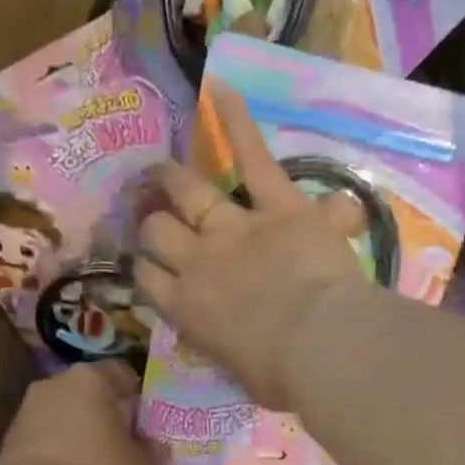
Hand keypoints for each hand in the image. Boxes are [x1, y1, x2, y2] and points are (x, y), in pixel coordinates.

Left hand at [0, 360, 148, 464]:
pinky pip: (43, 434)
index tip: (144, 417)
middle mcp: (56, 382)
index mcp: (92, 377)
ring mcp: (28, 407)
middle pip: (87, 389)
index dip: (135, 393)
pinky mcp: (10, 436)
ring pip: (62, 411)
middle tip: (120, 438)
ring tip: (93, 459)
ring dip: (77, 428)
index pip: (121, 372)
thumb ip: (150, 451)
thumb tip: (160, 448)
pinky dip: (56, 446)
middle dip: (103, 410)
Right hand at [135, 88, 367, 408]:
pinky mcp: (277, 206)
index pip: (149, 282)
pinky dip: (237, 122)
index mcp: (188, 311)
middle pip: (158, 231)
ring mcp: (234, 228)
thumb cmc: (280, 376)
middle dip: (153, 222)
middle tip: (153, 215)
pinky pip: (253, 157)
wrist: (317, 346)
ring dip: (172, 180)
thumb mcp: (241, 376)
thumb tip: (228, 347)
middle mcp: (198, 263)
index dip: (147, 270)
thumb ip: (227, 352)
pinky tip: (220, 87)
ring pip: (187, 191)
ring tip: (163, 171)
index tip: (151, 268)